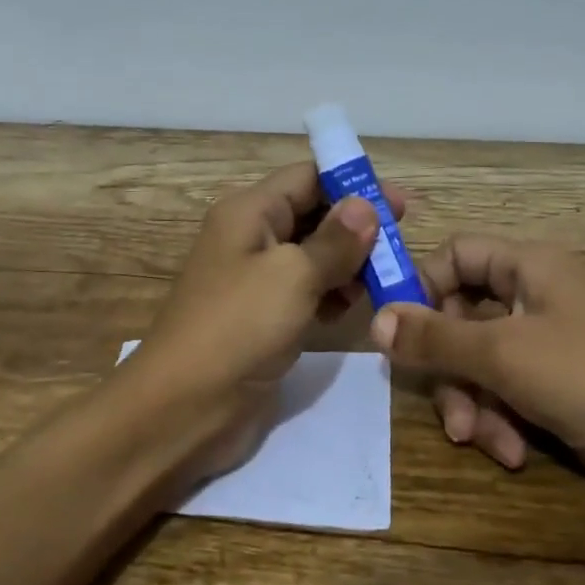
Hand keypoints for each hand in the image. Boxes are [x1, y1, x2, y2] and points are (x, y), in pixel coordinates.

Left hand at [130, 161, 409, 477]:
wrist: (183, 407)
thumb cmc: (238, 327)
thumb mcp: (292, 276)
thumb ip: (334, 241)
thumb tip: (365, 205)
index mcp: (250, 212)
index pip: (307, 178)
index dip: (352, 184)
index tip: (398, 204)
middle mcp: (252, 238)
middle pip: (313, 215)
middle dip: (357, 227)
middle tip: (401, 244)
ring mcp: (256, 281)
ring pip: (313, 256)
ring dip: (349, 263)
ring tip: (386, 280)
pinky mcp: (264, 318)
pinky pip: (306, 292)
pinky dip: (331, 295)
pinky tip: (353, 309)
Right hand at [369, 236, 584, 518]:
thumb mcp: (502, 353)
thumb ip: (434, 337)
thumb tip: (375, 320)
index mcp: (529, 267)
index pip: (456, 255)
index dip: (422, 286)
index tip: (394, 330)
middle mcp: (535, 299)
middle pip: (461, 317)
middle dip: (449, 367)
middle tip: (446, 405)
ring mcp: (548, 348)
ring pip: (479, 363)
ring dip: (473, 404)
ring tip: (483, 439)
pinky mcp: (557, 392)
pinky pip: (506, 396)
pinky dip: (501, 423)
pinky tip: (514, 454)